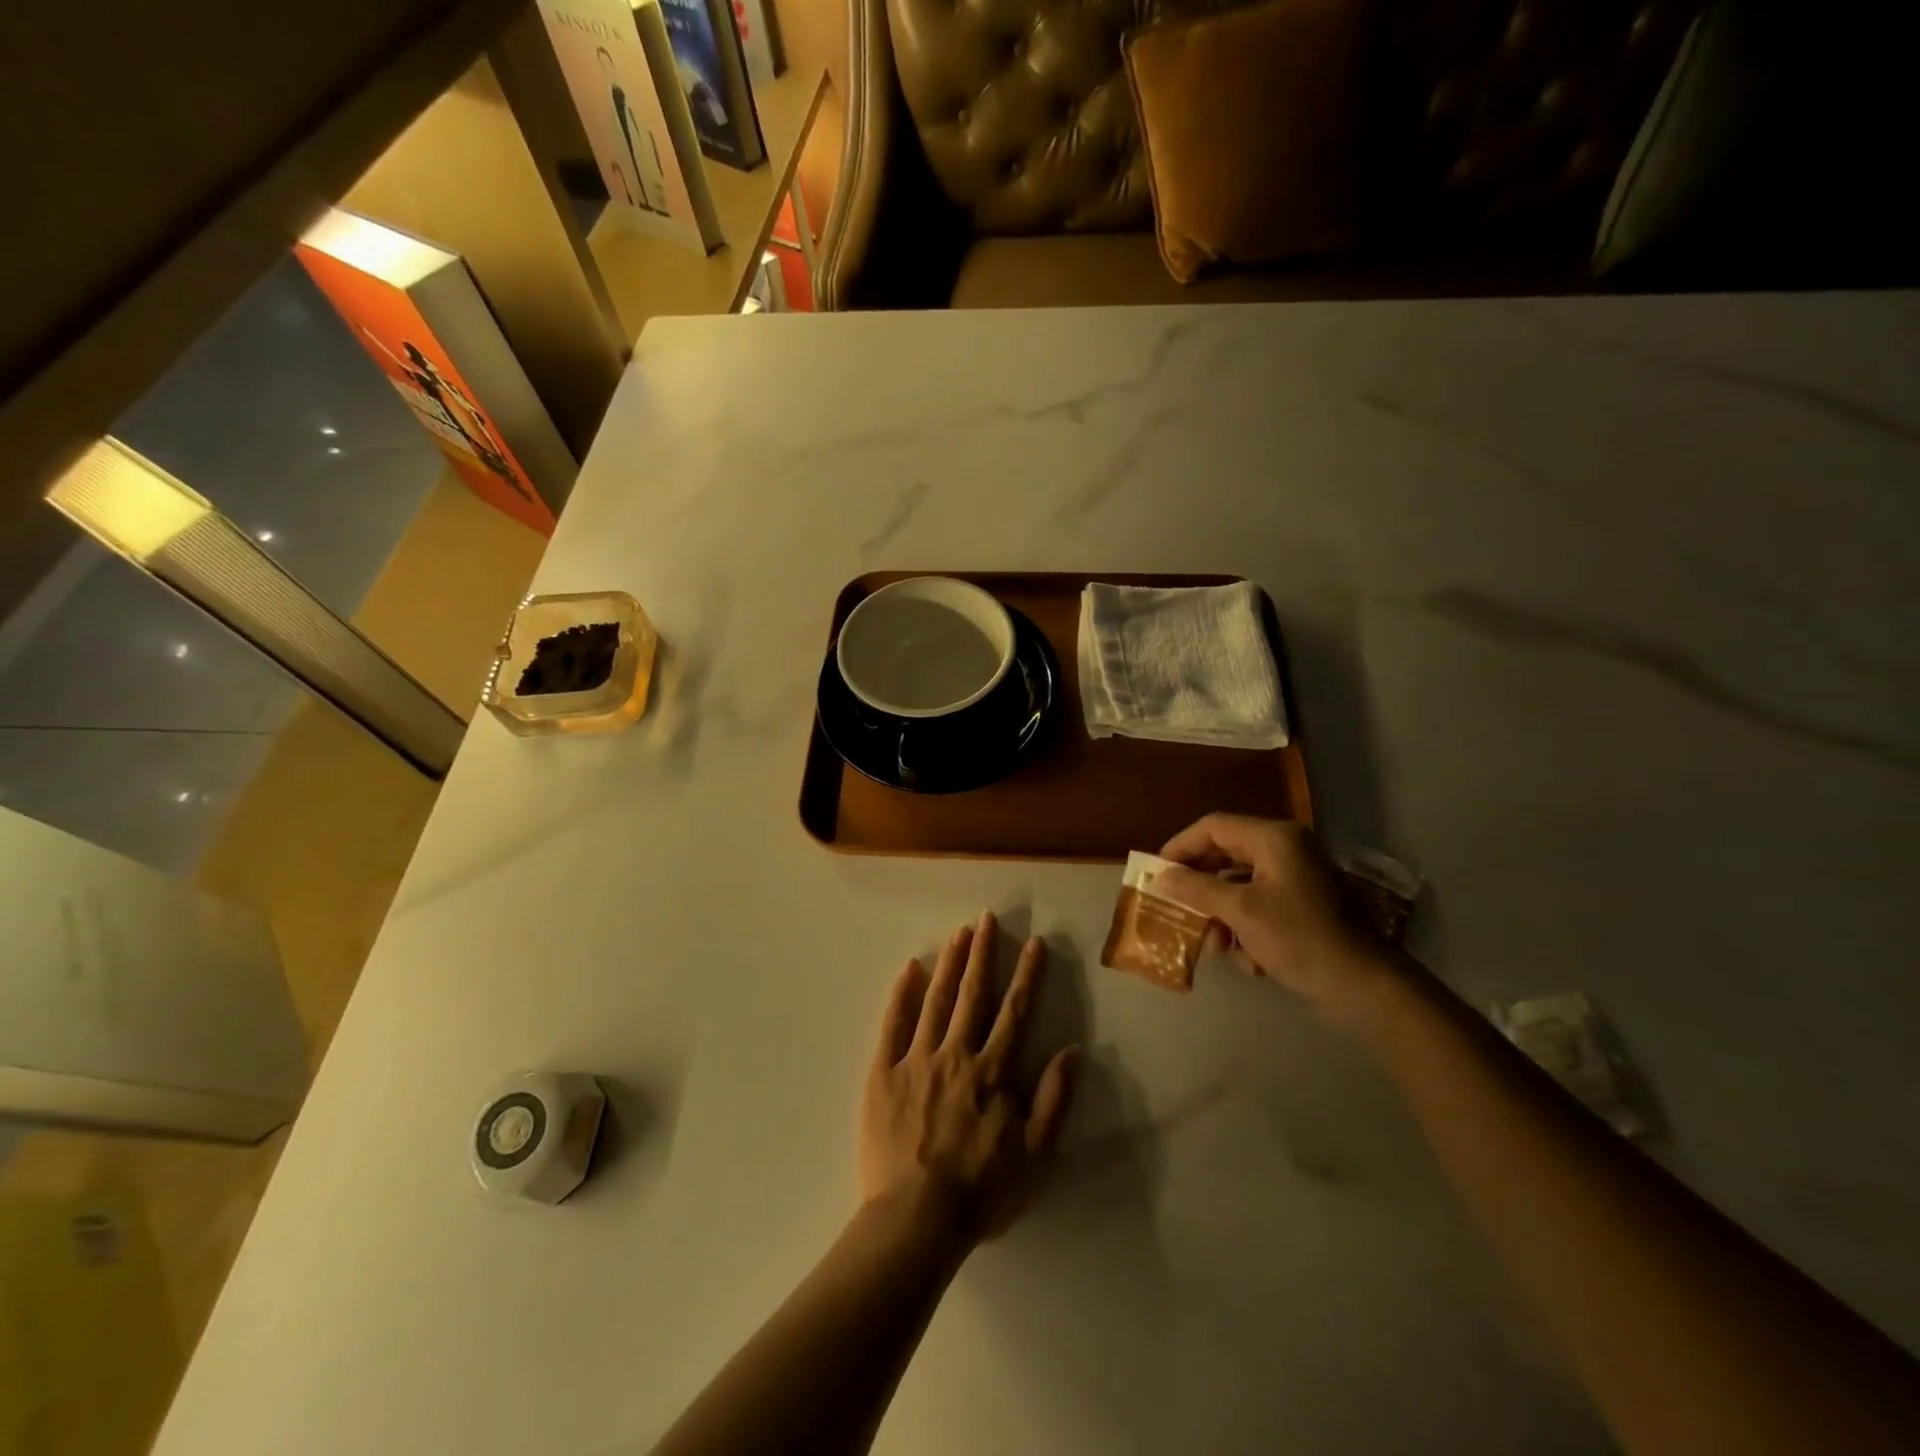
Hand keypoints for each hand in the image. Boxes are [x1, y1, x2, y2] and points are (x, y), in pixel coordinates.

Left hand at [861, 912, 1079, 1243]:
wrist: (915, 1221)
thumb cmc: (980, 1192)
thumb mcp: (1035, 1156)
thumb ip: (1053, 1100)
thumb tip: (1071, 1051)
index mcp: (992, 1073)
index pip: (1014, 1012)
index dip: (1026, 975)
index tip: (1033, 942)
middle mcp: (956, 1055)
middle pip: (972, 994)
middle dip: (982, 954)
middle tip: (987, 918)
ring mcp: (916, 1060)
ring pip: (935, 1001)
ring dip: (949, 963)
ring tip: (958, 932)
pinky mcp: (882, 1073)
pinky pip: (892, 1026)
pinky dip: (901, 995)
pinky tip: (909, 968)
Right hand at [1154, 814, 1398, 1027]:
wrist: (1363, 985)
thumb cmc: (1298, 937)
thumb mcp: (1240, 912)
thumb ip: (1196, 888)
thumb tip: (1161, 876)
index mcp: (1274, 839)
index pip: (1213, 827)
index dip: (1180, 846)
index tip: (1157, 872)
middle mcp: (1285, 849)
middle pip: (1225, 855)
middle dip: (1200, 888)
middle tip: (1175, 906)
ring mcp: (1296, 878)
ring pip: (1239, 885)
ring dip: (1221, 916)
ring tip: (1215, 947)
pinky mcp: (1302, 905)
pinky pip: (1259, 905)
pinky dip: (1246, 929)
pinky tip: (1250, 961)